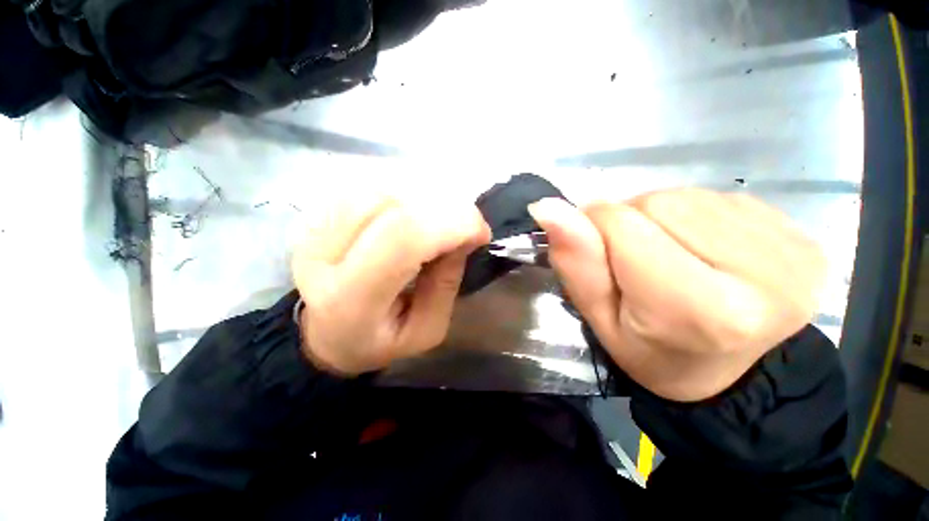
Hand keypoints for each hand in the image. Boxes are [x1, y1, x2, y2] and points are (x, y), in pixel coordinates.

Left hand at [291, 195, 489, 374]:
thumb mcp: (424, 331)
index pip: (404, 237)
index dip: (453, 223)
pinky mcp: (317, 212)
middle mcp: (323, 253)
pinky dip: (407, 196)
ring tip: (439, 225)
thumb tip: (464, 238)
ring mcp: (314, 226)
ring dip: (426, 201)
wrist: (320, 333)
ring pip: (384, 187)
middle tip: (465, 228)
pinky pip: (373, 186)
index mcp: (351, 298)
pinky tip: (415, 216)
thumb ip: (446, 284)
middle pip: (394, 203)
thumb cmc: (376, 341)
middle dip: (446, 209)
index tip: (480, 234)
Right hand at [529, 189, 825, 401]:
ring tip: (669, 257)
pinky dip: (695, 218)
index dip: (594, 230)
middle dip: (630, 224)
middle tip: (636, 264)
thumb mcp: (600, 320)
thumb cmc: (651, 351)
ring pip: (685, 196)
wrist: (730, 373)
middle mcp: (760, 275)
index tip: (598, 254)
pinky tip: (702, 250)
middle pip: (657, 204)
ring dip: (661, 220)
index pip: (621, 224)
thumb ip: (576, 264)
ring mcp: (790, 250)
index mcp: (699, 309)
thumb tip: (546, 207)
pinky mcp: (801, 235)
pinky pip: (719, 198)